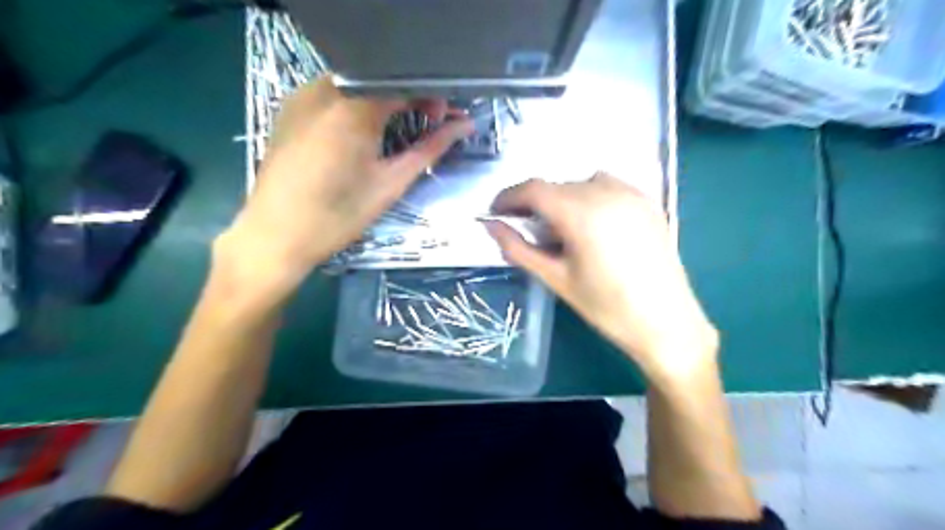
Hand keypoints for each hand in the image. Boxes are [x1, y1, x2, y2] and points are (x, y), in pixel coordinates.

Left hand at [214, 77, 472, 304]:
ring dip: (384, 100)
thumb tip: (464, 127)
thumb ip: (429, 149)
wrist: (276, 236)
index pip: (404, 82)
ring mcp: (301, 96)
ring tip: (399, 128)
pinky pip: (332, 93)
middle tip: (429, 123)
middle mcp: (324, 88)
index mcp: (353, 106)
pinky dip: (358, 104)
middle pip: (380, 79)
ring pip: (356, 84)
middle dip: (410, 97)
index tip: (447, 118)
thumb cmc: (339, 215)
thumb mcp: (391, 182)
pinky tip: (365, 129)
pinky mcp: (289, 109)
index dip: (432, 96)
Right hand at [487, 173, 716, 384]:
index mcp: (582, 212)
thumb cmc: (606, 307)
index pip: (534, 189)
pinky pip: (607, 186)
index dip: (508, 197)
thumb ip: (518, 248)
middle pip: (556, 185)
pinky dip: (588, 197)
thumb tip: (490, 226)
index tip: (495, 212)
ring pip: (581, 183)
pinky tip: (591, 225)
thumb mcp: (556, 279)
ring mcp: (631, 193)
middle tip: (524, 228)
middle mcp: (607, 192)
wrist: (667, 323)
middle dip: (534, 203)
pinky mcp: (648, 201)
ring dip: (561, 199)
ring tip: (561, 229)